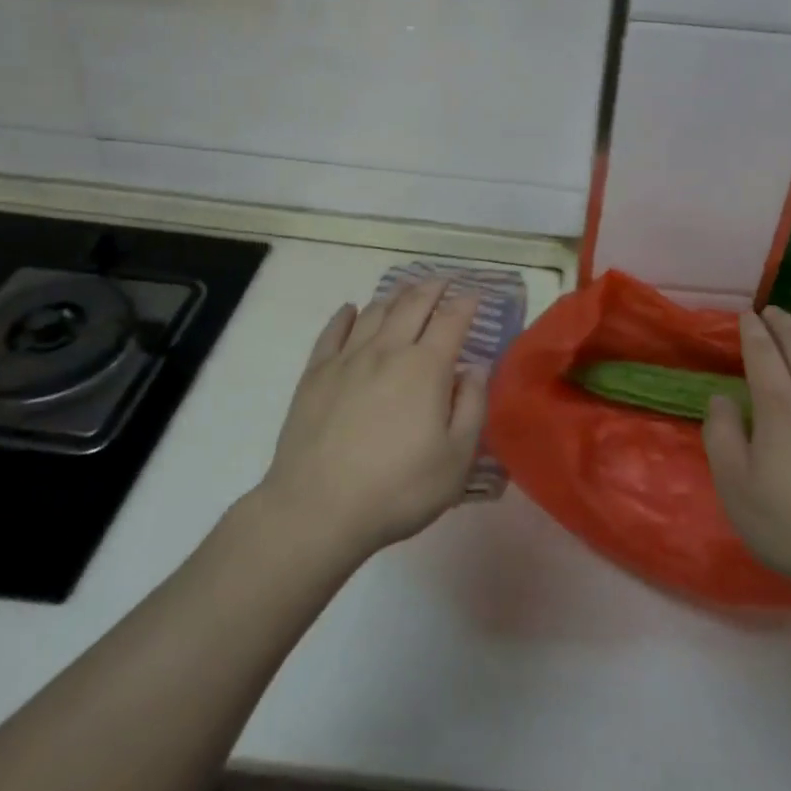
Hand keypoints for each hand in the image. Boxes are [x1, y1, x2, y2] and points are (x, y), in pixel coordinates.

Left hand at [258, 278, 487, 560]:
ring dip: (395, 295)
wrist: (317, 509)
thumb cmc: (397, 489)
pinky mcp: (315, 374)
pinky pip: (332, 332)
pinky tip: (350, 309)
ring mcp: (347, 359)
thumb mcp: (456, 460)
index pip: (451, 320)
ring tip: (406, 289)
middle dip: (433, 288)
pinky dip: (345, 315)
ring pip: (374, 312)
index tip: (475, 293)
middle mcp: (387, 351)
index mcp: (426, 368)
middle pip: (413, 304)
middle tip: (444, 281)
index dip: (466, 303)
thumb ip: (471, 407)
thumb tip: (475, 368)